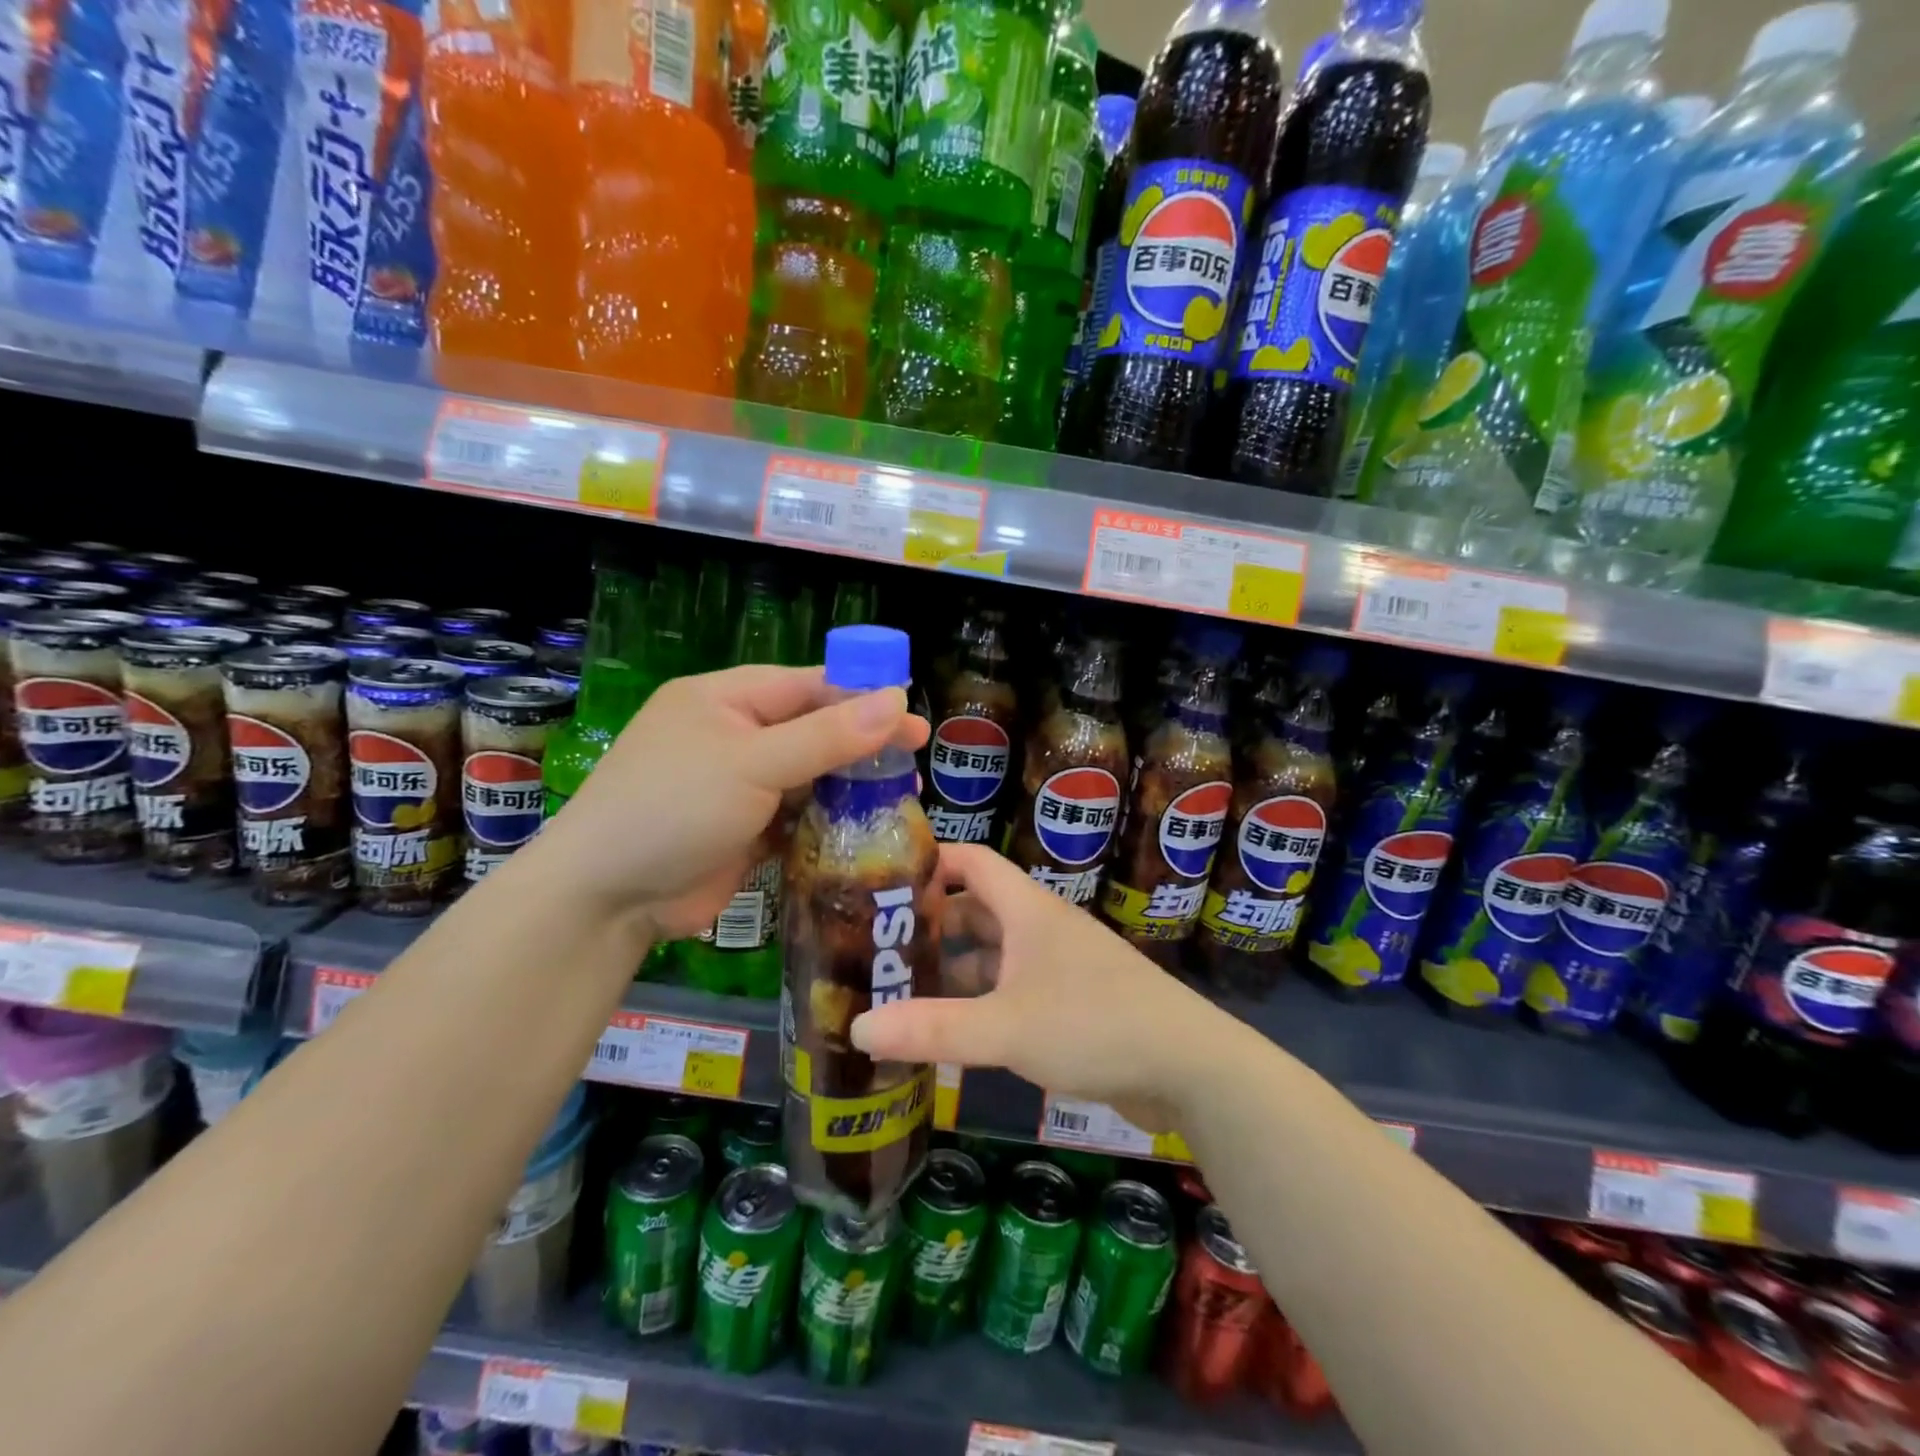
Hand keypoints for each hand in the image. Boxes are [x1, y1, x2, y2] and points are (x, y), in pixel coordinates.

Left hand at [541, 666, 926, 937]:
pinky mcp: (746, 828)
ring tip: (903, 795)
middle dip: (862, 744)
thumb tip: (896, 698)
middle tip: (915, 759)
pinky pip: (799, 814)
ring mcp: (740, 785)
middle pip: (813, 729)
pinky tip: (867, 828)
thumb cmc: (674, 808)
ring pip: (810, 774)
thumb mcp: (754, 763)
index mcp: (726, 700)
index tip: (912, 715)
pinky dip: (830, 820)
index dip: (862, 697)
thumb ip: (827, 734)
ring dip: (851, 785)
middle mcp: (735, 736)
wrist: (607, 898)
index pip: (808, 686)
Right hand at [850, 845, 1227, 1129]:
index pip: (973, 862)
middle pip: (978, 910)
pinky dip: (982, 1001)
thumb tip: (858, 1027)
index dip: (932, 861)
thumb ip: (933, 1028)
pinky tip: (953, 1030)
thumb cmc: (1094, 1024)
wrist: (1187, 1067)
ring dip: (955, 968)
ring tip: (903, 989)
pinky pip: (1013, 990)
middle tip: (880, 946)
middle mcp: (1042, 929)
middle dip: (932, 924)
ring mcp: (1059, 967)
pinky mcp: (1072, 1004)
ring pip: (995, 955)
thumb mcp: (1005, 1027)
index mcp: (1028, 911)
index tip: (885, 879)